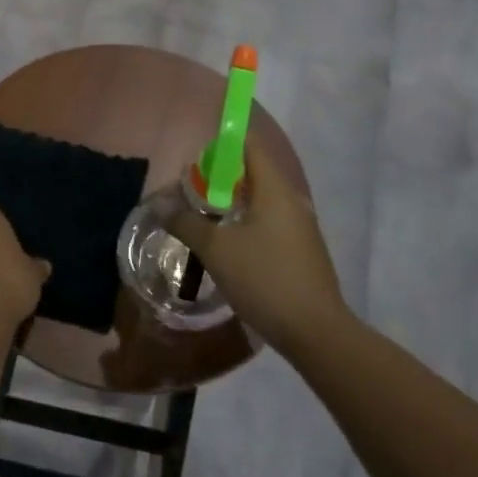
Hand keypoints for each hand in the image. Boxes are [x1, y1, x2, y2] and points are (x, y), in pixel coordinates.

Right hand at [180, 146, 353, 361]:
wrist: (315, 332)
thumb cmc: (264, 279)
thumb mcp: (215, 250)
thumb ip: (186, 223)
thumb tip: (162, 206)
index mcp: (274, 190)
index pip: (250, 147)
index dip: (223, 144)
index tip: (196, 157)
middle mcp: (291, 201)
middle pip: (254, 173)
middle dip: (221, 177)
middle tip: (190, 191)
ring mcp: (300, 228)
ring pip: (261, 201)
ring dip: (232, 204)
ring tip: (203, 217)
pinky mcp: (302, 252)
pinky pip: (269, 223)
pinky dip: (246, 224)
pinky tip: (228, 245)